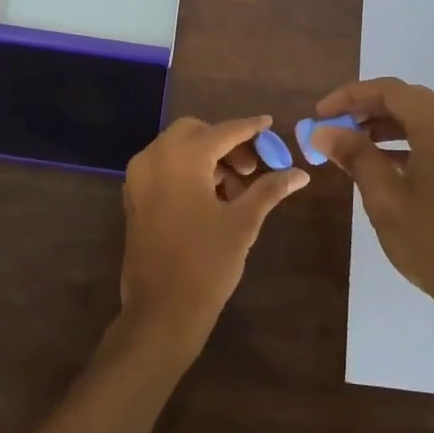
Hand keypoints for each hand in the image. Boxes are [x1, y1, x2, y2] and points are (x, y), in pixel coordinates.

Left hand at [118, 115, 308, 357]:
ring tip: (237, 188)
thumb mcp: (243, 223)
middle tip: (251, 168)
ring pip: (176, 149)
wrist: (161, 309)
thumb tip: (300, 174)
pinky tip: (211, 197)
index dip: (249, 128)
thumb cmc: (206, 262)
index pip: (222, 131)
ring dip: (207, 157)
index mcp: (182, 157)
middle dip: (225, 142)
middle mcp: (155, 157)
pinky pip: (163, 168)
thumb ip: (269, 190)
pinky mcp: (134, 197)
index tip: (269, 123)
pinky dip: (187, 170)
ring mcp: (139, 177)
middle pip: (194, 132)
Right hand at [310, 78, 433, 334]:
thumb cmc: (433, 243)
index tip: (320, 114)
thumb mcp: (385, 198)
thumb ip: (354, 155)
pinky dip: (408, 142)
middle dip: (366, 109)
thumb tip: (321, 131)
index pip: (390, 91)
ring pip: (425, 119)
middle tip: (332, 127)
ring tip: (350, 144)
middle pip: (409, 100)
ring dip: (386, 125)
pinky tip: (382, 163)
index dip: (350, 96)